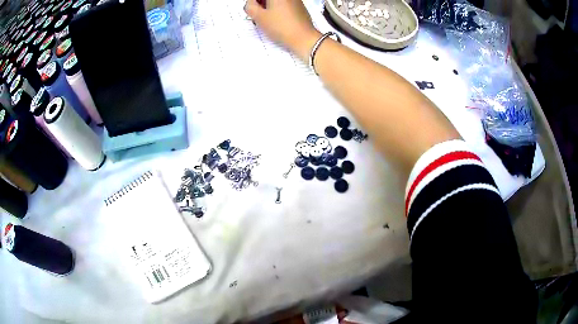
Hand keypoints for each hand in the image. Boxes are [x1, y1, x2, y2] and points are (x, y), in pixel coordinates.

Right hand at [245, 0, 320, 60]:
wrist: (304, 38)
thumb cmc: (281, 27)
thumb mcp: (259, 17)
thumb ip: (250, 6)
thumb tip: (250, 2)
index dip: (253, 2)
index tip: (252, 9)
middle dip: (260, 3)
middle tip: (257, 13)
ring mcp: (294, 0)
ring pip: (276, 1)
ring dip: (268, 6)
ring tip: (266, 18)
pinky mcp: (299, 6)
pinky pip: (284, 4)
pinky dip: (277, 9)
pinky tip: (276, 19)